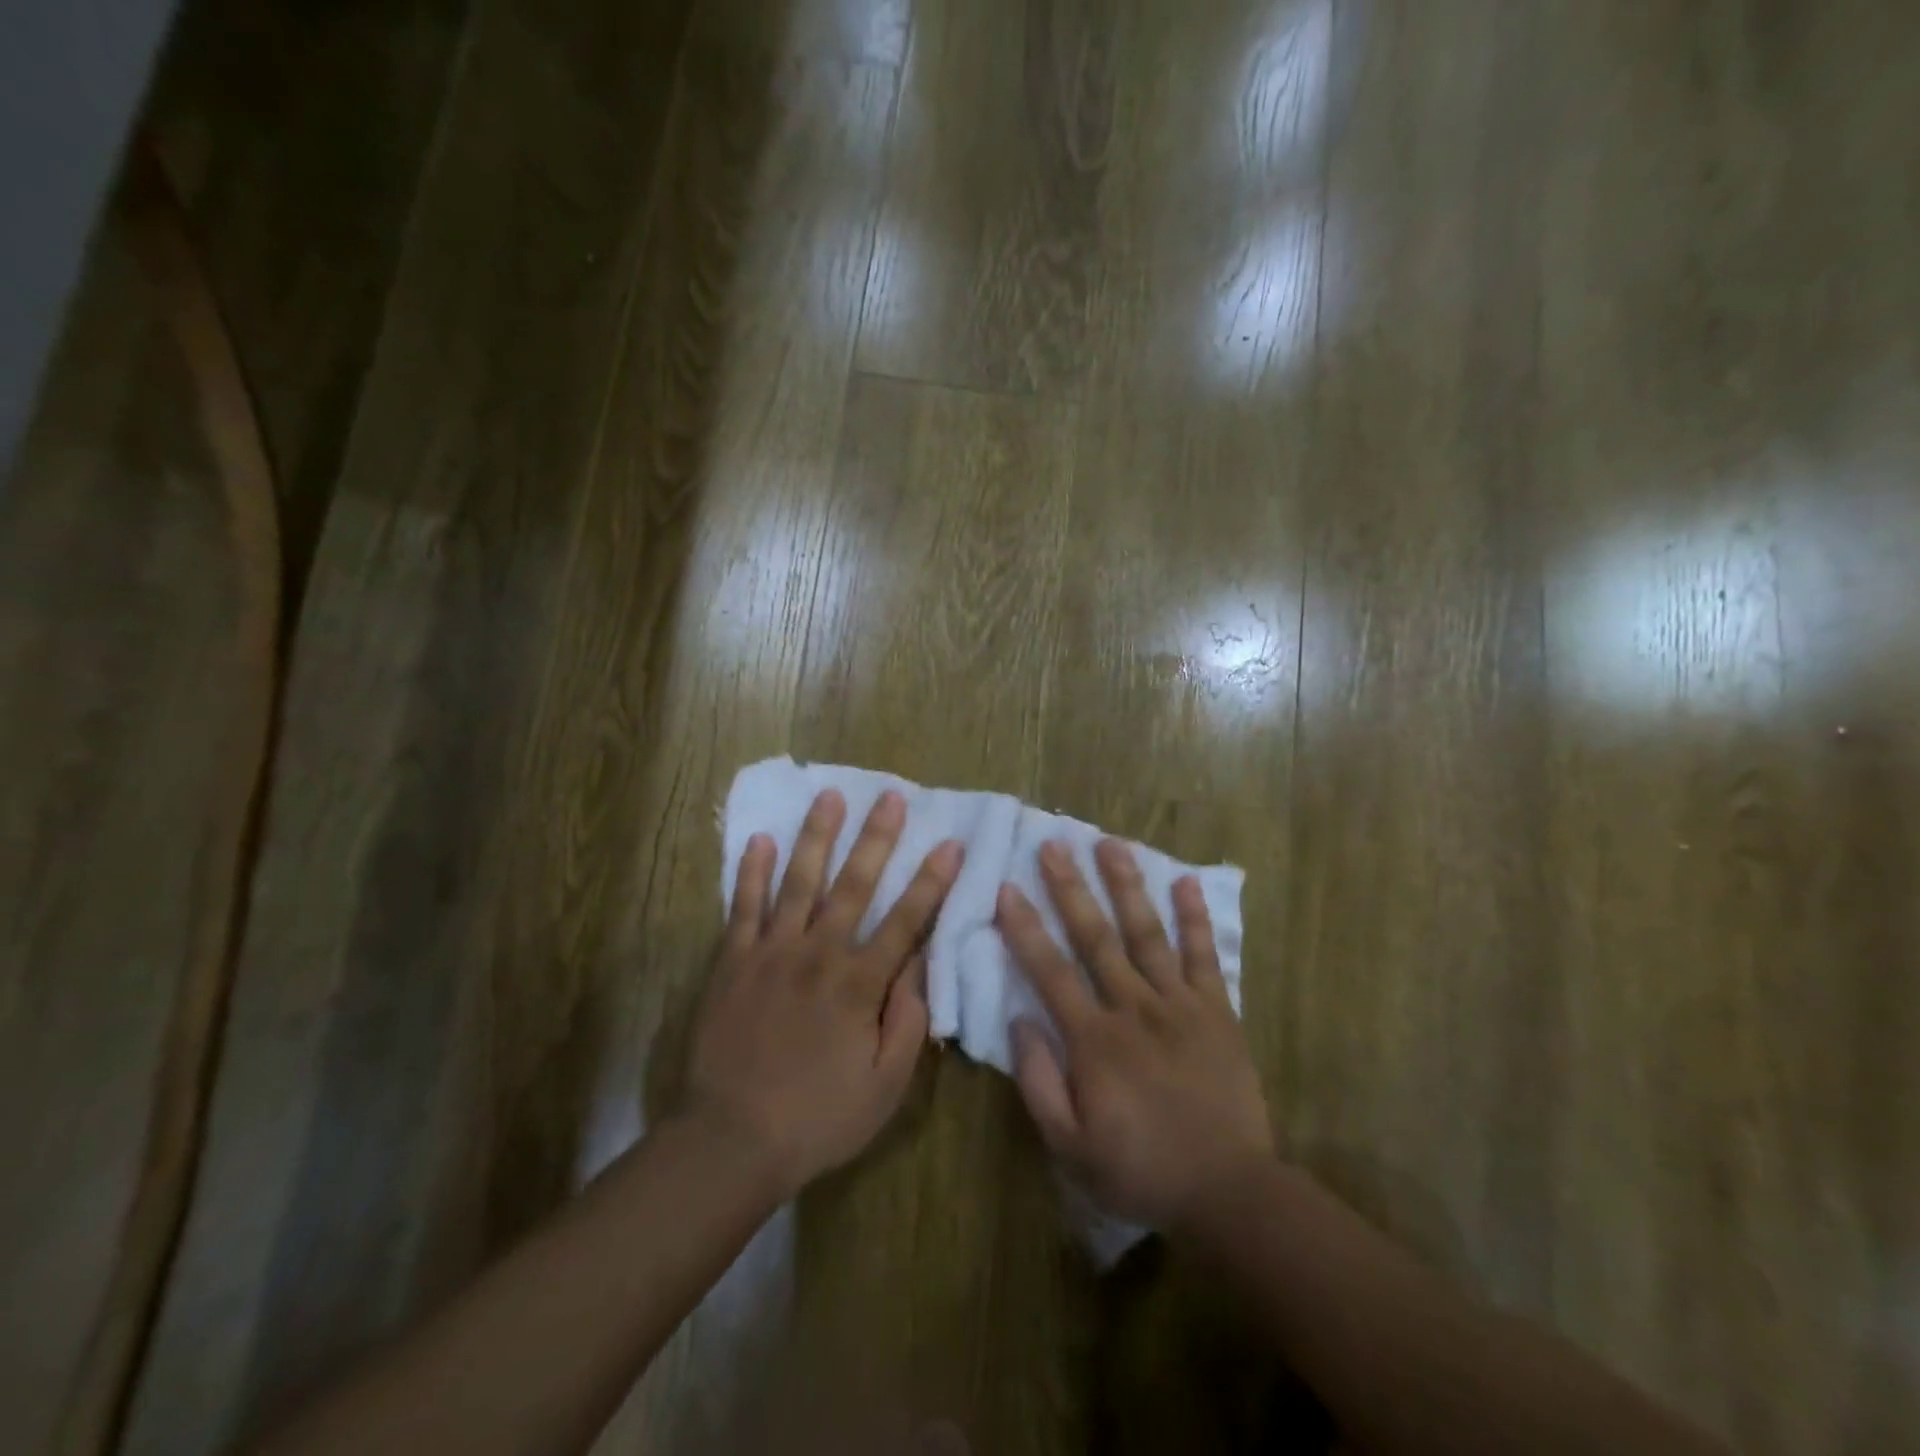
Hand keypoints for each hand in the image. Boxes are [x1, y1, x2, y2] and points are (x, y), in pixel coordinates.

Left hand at [680, 788, 963, 1198]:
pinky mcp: (732, 961)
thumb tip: (920, 964)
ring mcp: (771, 952)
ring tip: (829, 797)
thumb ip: (907, 1022)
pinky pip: (743, 907)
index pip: (905, 920)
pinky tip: (760, 839)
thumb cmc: (817, 1118)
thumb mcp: (884, 1087)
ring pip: (799, 882)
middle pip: (854, 885)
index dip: (931, 881)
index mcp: (859, 983)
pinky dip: (752, 872)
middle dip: (877, 838)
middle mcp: (818, 954)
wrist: (729, 1139)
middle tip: (890, 795)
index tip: (950, 843)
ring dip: (817, 836)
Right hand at [996, 839, 1273, 1229]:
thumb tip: (1019, 1021)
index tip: (1007, 888)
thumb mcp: (1071, 1146)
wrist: (1228, 1190)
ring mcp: (1179, 1003)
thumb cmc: (1140, 1169)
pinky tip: (1184, 881)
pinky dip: (1194, 917)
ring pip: (1146, 933)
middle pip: (1095, 937)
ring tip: (1110, 844)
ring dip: (1126, 886)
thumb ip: (1039, 1082)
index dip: (1025, 928)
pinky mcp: (1216, 1010)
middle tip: (1053, 844)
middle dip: (1070, 888)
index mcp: (1094, 1039)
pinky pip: (1203, 955)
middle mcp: (1134, 1007)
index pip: (1050, 971)